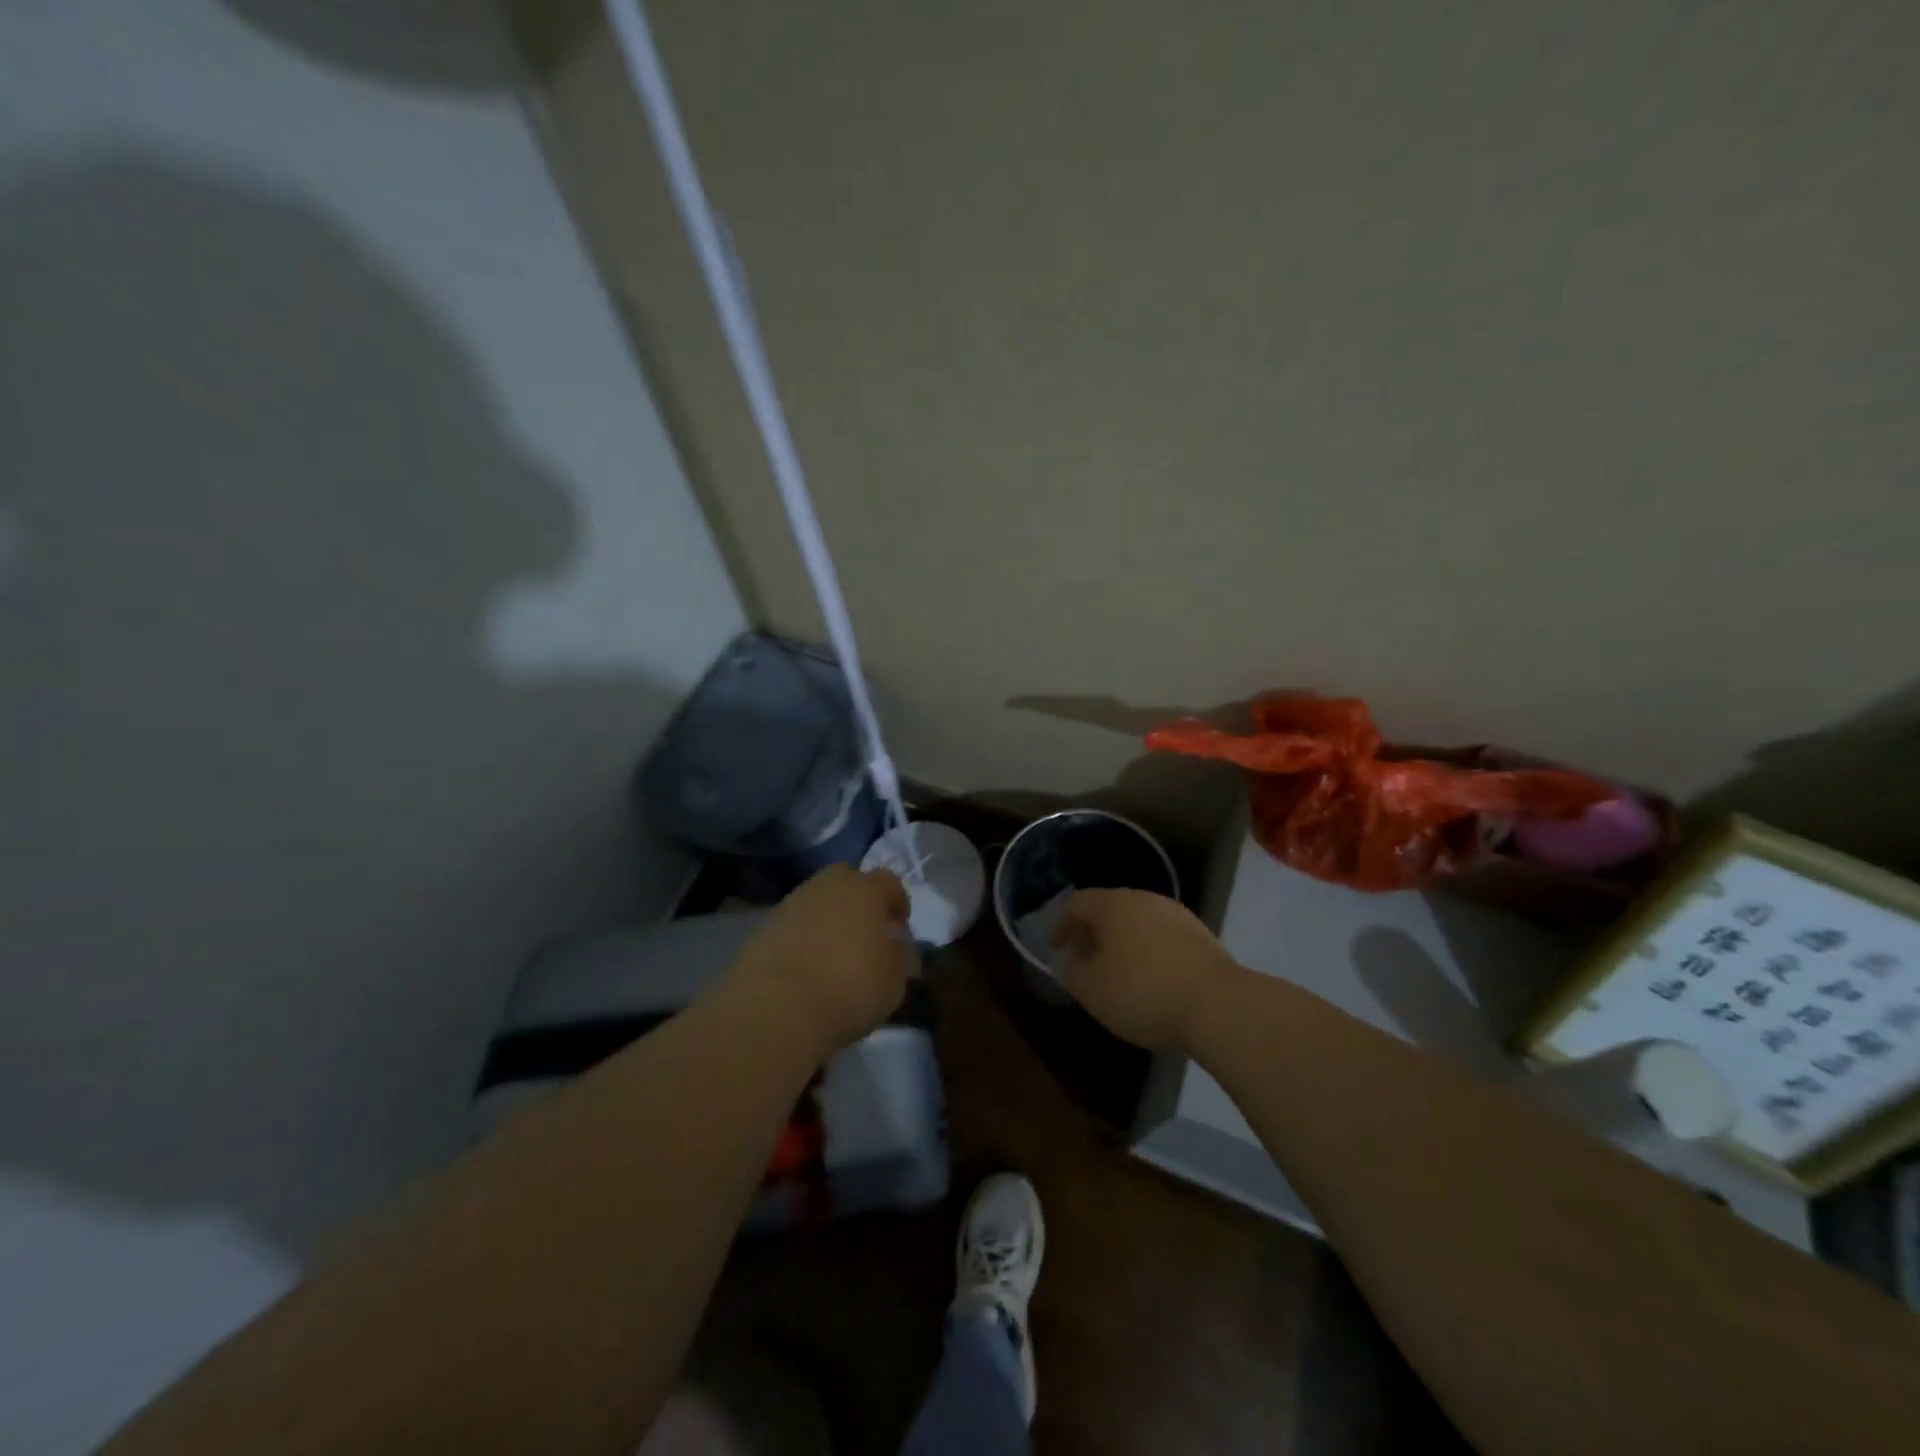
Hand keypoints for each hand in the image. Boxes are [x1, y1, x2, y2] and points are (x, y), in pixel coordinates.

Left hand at [731, 864, 913, 1051]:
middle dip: (859, 897)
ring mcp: (793, 903)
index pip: (888, 882)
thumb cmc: (848, 988)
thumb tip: (896, 946)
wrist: (776, 1006)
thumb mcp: (893, 981)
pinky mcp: (765, 925)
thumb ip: (899, 957)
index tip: (899, 925)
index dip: (897, 901)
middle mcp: (828, 886)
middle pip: (847, 878)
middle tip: (865, 928)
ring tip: (834, 948)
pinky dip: (804, 933)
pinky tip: (807, 960)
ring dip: (829, 914)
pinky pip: (795, 921)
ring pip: (818, 897)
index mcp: (865, 891)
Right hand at [1052, 889, 1239, 1048]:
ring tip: (1118, 973)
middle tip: (1084, 960)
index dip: (1060, 924)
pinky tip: (1151, 980)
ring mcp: (1177, 915)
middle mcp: (1144, 899)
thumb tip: (1072, 961)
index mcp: (1113, 905)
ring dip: (1122, 942)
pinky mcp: (1202, 936)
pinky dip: (1149, 952)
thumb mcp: (1092, 990)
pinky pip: (1162, 937)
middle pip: (1109, 909)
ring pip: (1138, 922)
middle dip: (1092, 933)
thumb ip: (1072, 972)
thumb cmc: (1143, 992)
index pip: (1077, 903)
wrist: (1218, 1005)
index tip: (1054, 948)